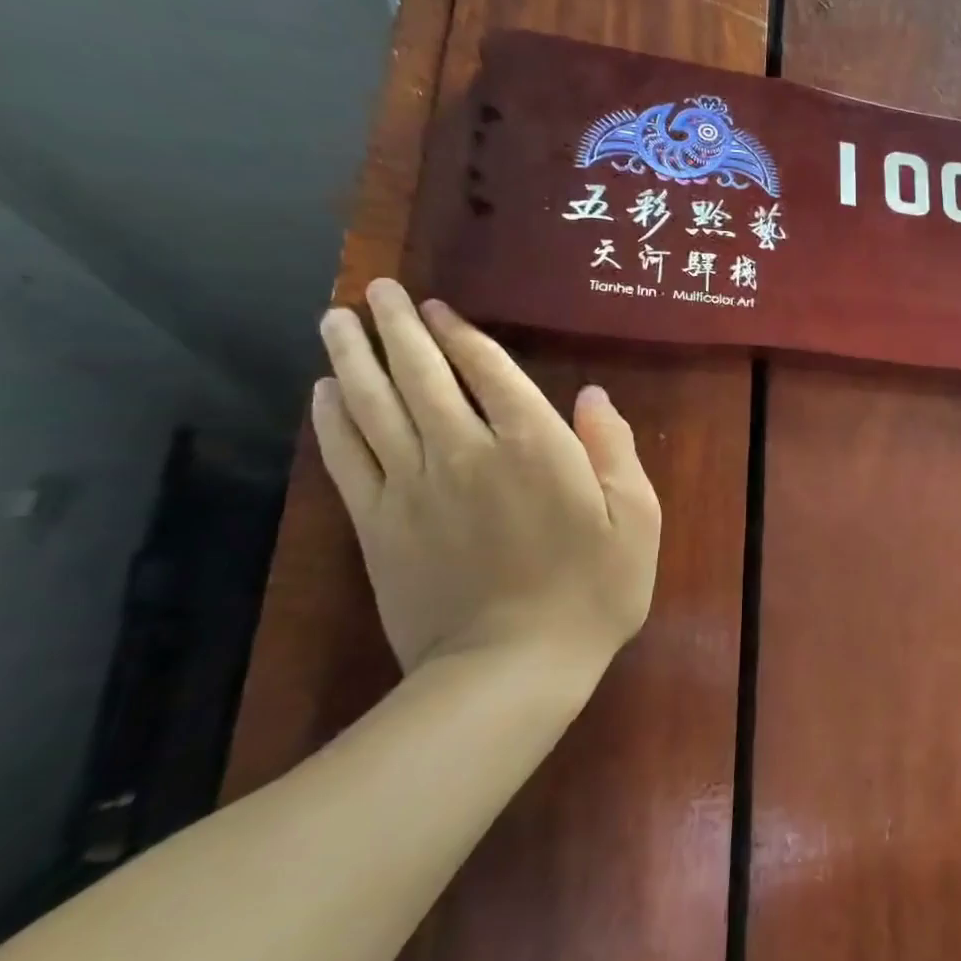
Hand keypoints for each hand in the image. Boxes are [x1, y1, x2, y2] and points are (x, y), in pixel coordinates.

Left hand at [311, 280, 660, 688]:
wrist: (510, 669)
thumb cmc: (591, 593)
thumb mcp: (637, 520)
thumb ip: (615, 450)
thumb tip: (593, 396)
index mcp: (534, 447)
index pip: (489, 373)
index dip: (462, 336)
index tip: (439, 309)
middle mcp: (466, 452)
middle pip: (421, 375)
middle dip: (397, 328)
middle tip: (376, 291)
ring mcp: (413, 487)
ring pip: (373, 406)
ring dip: (354, 357)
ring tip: (337, 319)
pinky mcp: (377, 525)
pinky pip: (346, 458)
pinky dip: (330, 420)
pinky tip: (323, 392)